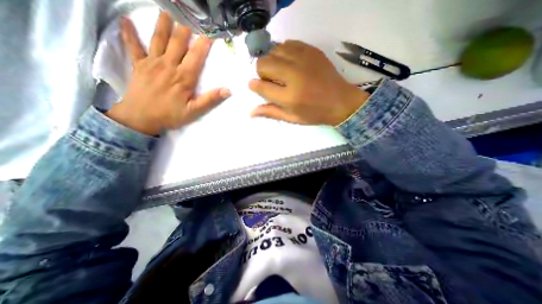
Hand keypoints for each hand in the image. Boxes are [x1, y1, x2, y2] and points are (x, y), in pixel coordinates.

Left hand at [108, 12, 231, 134]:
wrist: (141, 118)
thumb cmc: (171, 115)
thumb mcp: (194, 111)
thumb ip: (210, 99)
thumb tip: (227, 91)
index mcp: (184, 77)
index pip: (196, 56)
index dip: (203, 44)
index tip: (209, 35)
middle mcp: (169, 65)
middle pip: (178, 43)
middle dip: (185, 31)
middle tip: (190, 22)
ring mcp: (152, 63)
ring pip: (158, 39)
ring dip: (162, 25)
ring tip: (166, 13)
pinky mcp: (138, 65)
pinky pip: (133, 46)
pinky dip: (128, 33)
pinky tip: (124, 20)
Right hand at [248, 41, 367, 124]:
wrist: (341, 101)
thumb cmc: (314, 113)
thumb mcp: (292, 118)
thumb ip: (271, 112)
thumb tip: (250, 112)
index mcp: (289, 97)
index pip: (260, 86)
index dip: (255, 86)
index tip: (257, 86)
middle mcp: (294, 75)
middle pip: (263, 63)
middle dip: (262, 73)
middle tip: (272, 81)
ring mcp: (303, 59)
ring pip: (273, 51)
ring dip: (272, 62)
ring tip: (281, 72)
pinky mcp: (311, 50)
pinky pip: (287, 44)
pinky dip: (283, 53)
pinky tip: (290, 63)